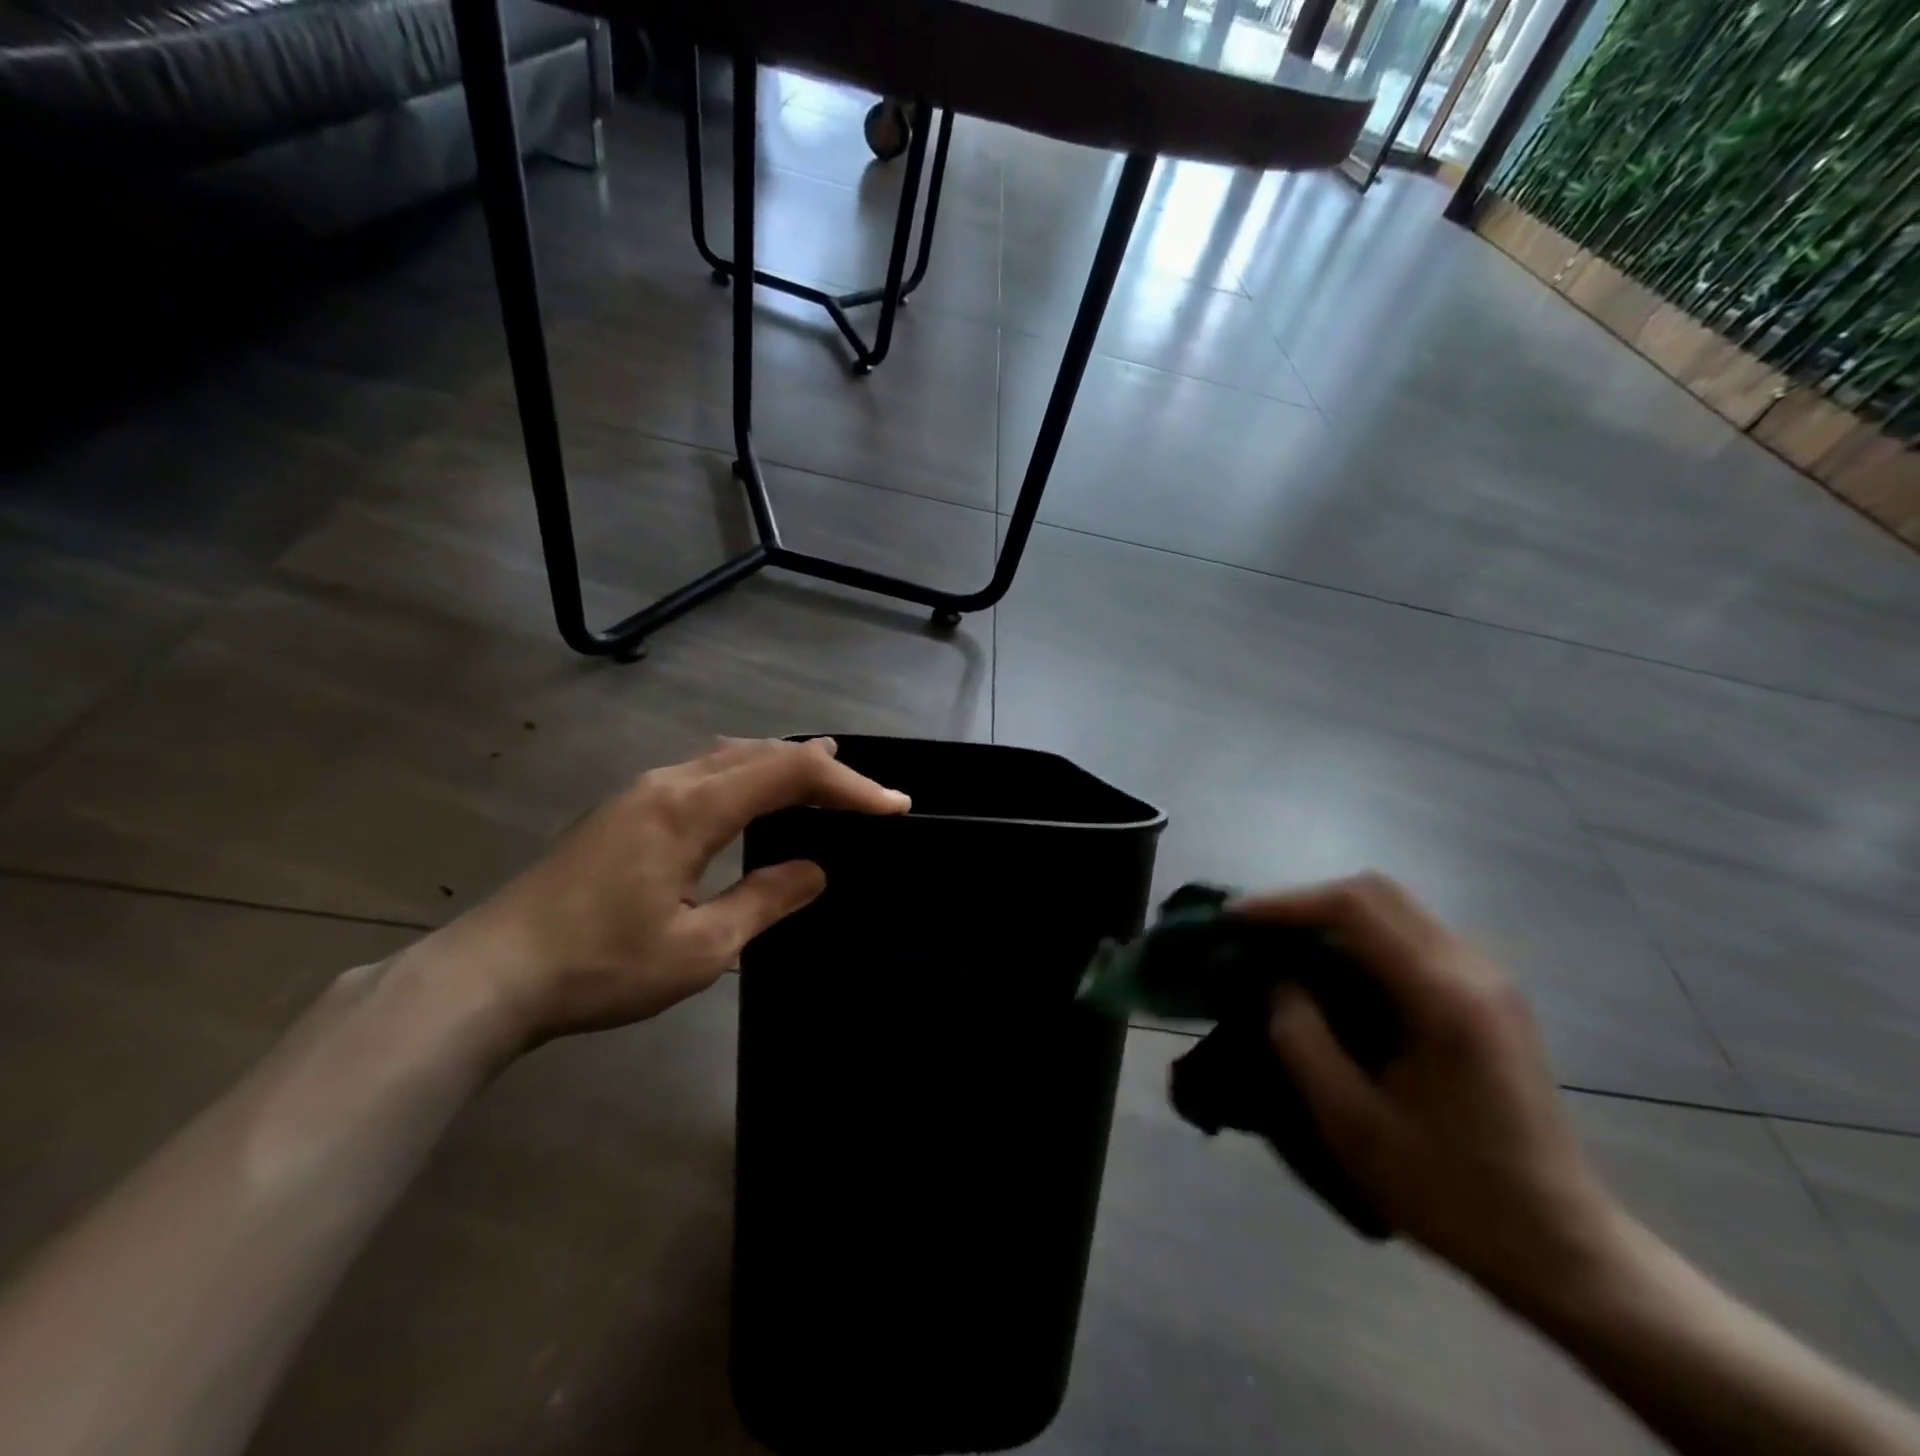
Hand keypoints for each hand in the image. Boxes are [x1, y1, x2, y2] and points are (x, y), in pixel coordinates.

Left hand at [426, 737, 909, 1047]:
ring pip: (729, 755)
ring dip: (782, 764)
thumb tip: (813, 871)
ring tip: (824, 777)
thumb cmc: (599, 967)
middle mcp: (669, 782)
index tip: (894, 806)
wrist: (490, 975)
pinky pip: (704, 770)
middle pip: (762, 753)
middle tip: (868, 795)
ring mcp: (641, 791)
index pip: (789, 774)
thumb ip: (764, 900)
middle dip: (822, 769)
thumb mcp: (699, 948)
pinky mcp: (625, 809)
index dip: (849, 786)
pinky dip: (747, 774)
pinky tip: (753, 794)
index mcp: (692, 808)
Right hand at [1241, 874, 1622, 1313]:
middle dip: (1304, 902)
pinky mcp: (1489, 994)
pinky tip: (1332, 970)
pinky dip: (1360, 935)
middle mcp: (1472, 968)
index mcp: (1444, 996)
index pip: (1353, 908)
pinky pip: (1411, 934)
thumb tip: (1273, 976)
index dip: (1283, 904)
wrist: (1560, 1246)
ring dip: (1331, 915)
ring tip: (1282, 945)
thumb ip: (1299, 1036)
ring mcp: (1488, 977)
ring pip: (1394, 907)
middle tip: (1253, 930)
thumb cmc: (1450, 1191)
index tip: (1231, 919)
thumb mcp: (1350, 1122)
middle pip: (1375, 891)